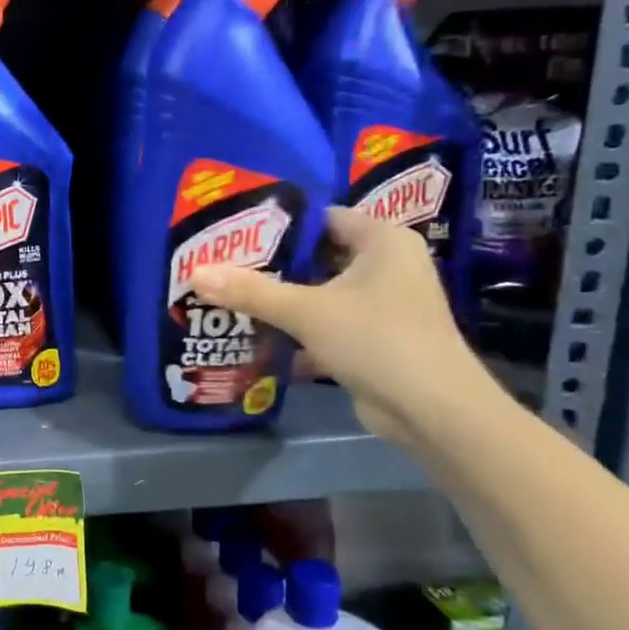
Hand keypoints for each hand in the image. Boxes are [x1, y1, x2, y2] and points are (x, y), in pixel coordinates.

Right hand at [191, 206, 494, 444]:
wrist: (433, 412)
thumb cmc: (377, 340)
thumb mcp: (306, 311)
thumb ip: (250, 291)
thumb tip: (195, 273)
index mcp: (383, 241)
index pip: (322, 217)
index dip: (278, 224)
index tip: (233, 233)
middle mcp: (388, 266)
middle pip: (318, 256)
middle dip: (272, 265)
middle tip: (222, 264)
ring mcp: (383, 305)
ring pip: (320, 292)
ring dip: (281, 299)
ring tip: (229, 295)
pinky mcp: (375, 339)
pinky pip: (326, 323)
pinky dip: (297, 329)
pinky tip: (255, 334)